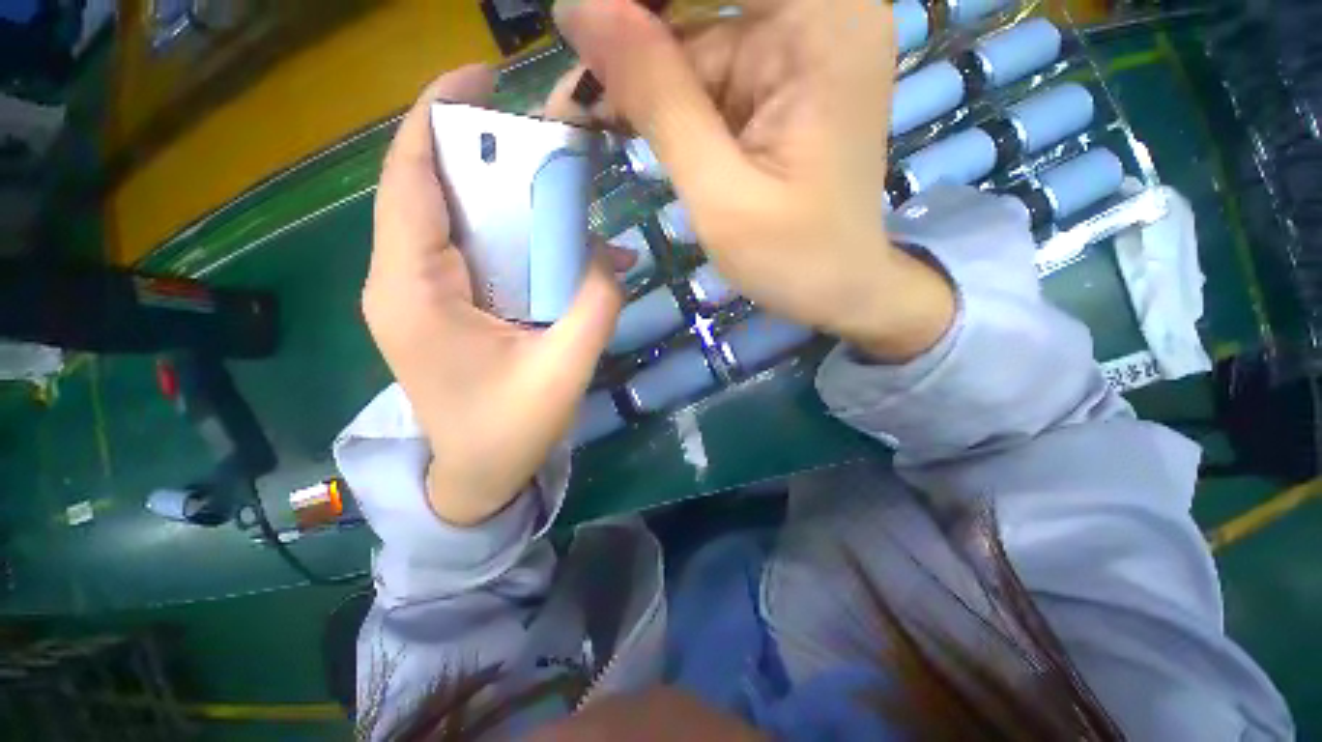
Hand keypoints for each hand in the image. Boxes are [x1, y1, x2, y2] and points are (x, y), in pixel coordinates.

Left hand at [364, 65, 623, 526]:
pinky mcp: (442, 307)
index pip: (410, 176)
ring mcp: (419, 293)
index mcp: (413, 289)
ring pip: (454, 218)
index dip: (438, 115)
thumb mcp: (564, 369)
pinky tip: (558, 246)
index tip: (481, 77)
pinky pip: (472, 251)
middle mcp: (402, 279)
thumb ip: (596, 304)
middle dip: (483, 151)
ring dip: (504, 195)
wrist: (476, 478)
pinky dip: (512, 237)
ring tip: (558, 186)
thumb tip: (612, 255)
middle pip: (432, 188)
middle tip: (544, 138)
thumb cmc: (509, 432)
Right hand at [556, 0, 955, 360]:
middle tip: (572, 94)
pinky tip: (623, 121)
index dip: (638, 5)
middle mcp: (818, 12)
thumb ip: (657, 99)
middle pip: (698, 1)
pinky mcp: (780, 80)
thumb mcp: (719, 189)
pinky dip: (663, 97)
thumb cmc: (793, 257)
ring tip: (583, 116)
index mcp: (823, 20)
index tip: (580, 30)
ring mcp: (799, 45)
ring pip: (693, 34)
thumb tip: (579, 11)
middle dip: (631, 43)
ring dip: (638, 78)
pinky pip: (707, 69)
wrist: (839, 289)